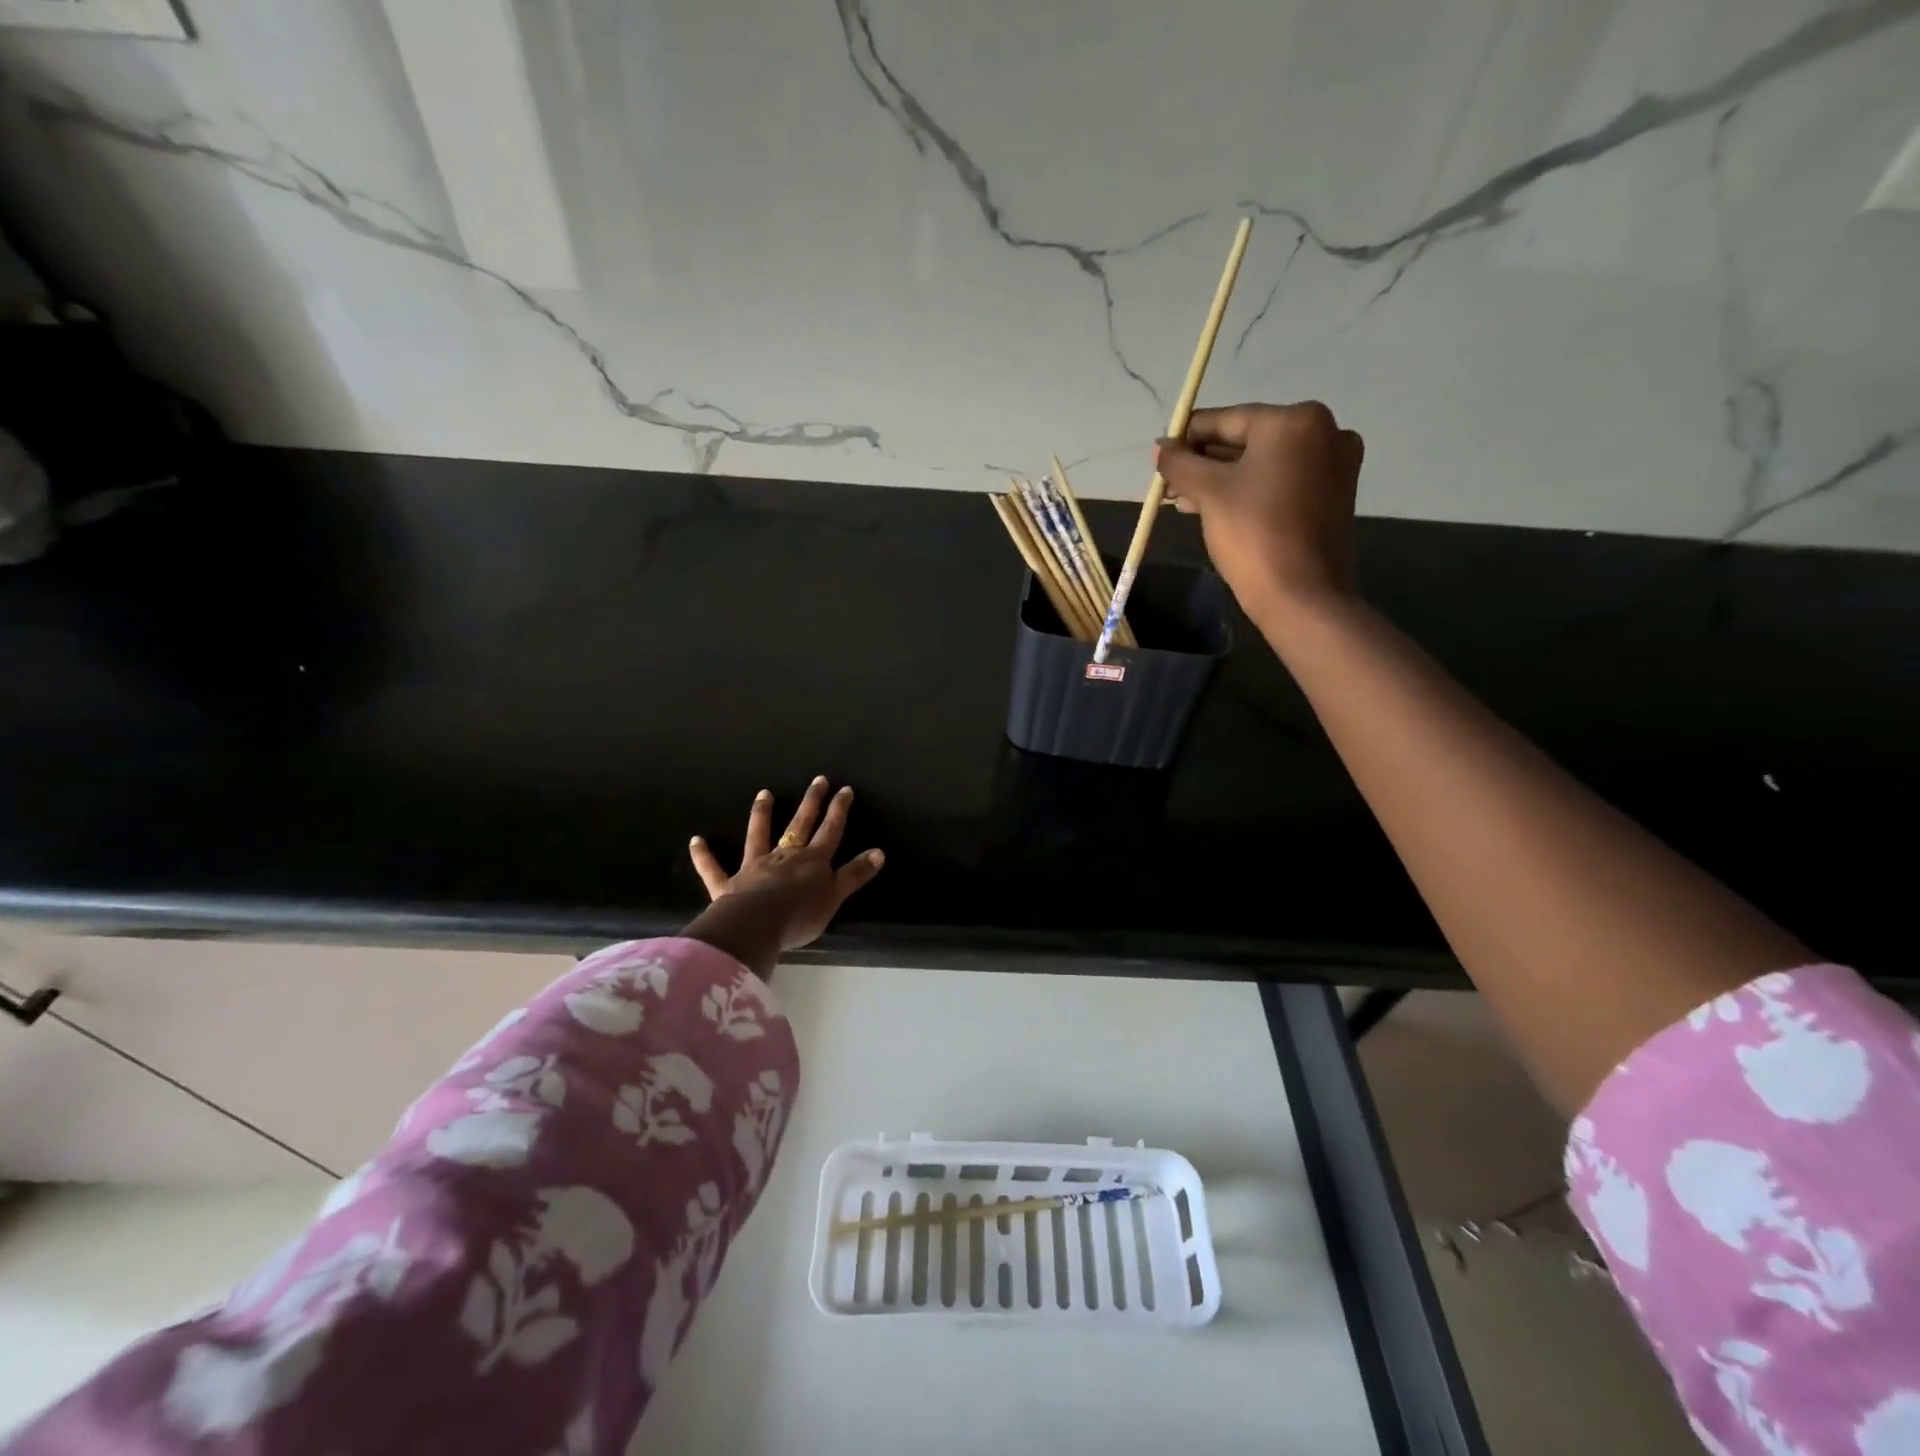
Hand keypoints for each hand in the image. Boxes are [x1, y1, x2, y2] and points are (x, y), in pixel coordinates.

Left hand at [683, 778, 884, 973]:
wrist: (757, 926)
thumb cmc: (800, 915)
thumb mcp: (835, 896)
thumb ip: (854, 874)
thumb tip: (879, 852)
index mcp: (812, 861)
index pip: (830, 831)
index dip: (838, 810)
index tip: (844, 789)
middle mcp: (784, 856)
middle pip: (800, 825)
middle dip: (810, 802)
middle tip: (817, 780)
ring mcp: (754, 868)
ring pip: (758, 836)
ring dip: (761, 815)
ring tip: (763, 793)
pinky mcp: (728, 885)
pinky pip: (713, 868)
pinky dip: (704, 856)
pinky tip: (696, 841)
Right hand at [1155, 401, 1364, 624]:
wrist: (1300, 594)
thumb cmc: (1253, 533)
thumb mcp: (1208, 492)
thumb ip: (1180, 463)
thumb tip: (1161, 449)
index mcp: (1295, 421)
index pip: (1226, 420)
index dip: (1187, 438)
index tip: (1160, 457)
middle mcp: (1324, 432)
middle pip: (1247, 440)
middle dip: (1205, 462)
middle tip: (1170, 485)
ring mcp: (1334, 465)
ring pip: (1263, 464)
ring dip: (1223, 479)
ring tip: (1186, 501)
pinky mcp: (1334, 496)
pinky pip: (1281, 482)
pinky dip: (1250, 491)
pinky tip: (1219, 509)